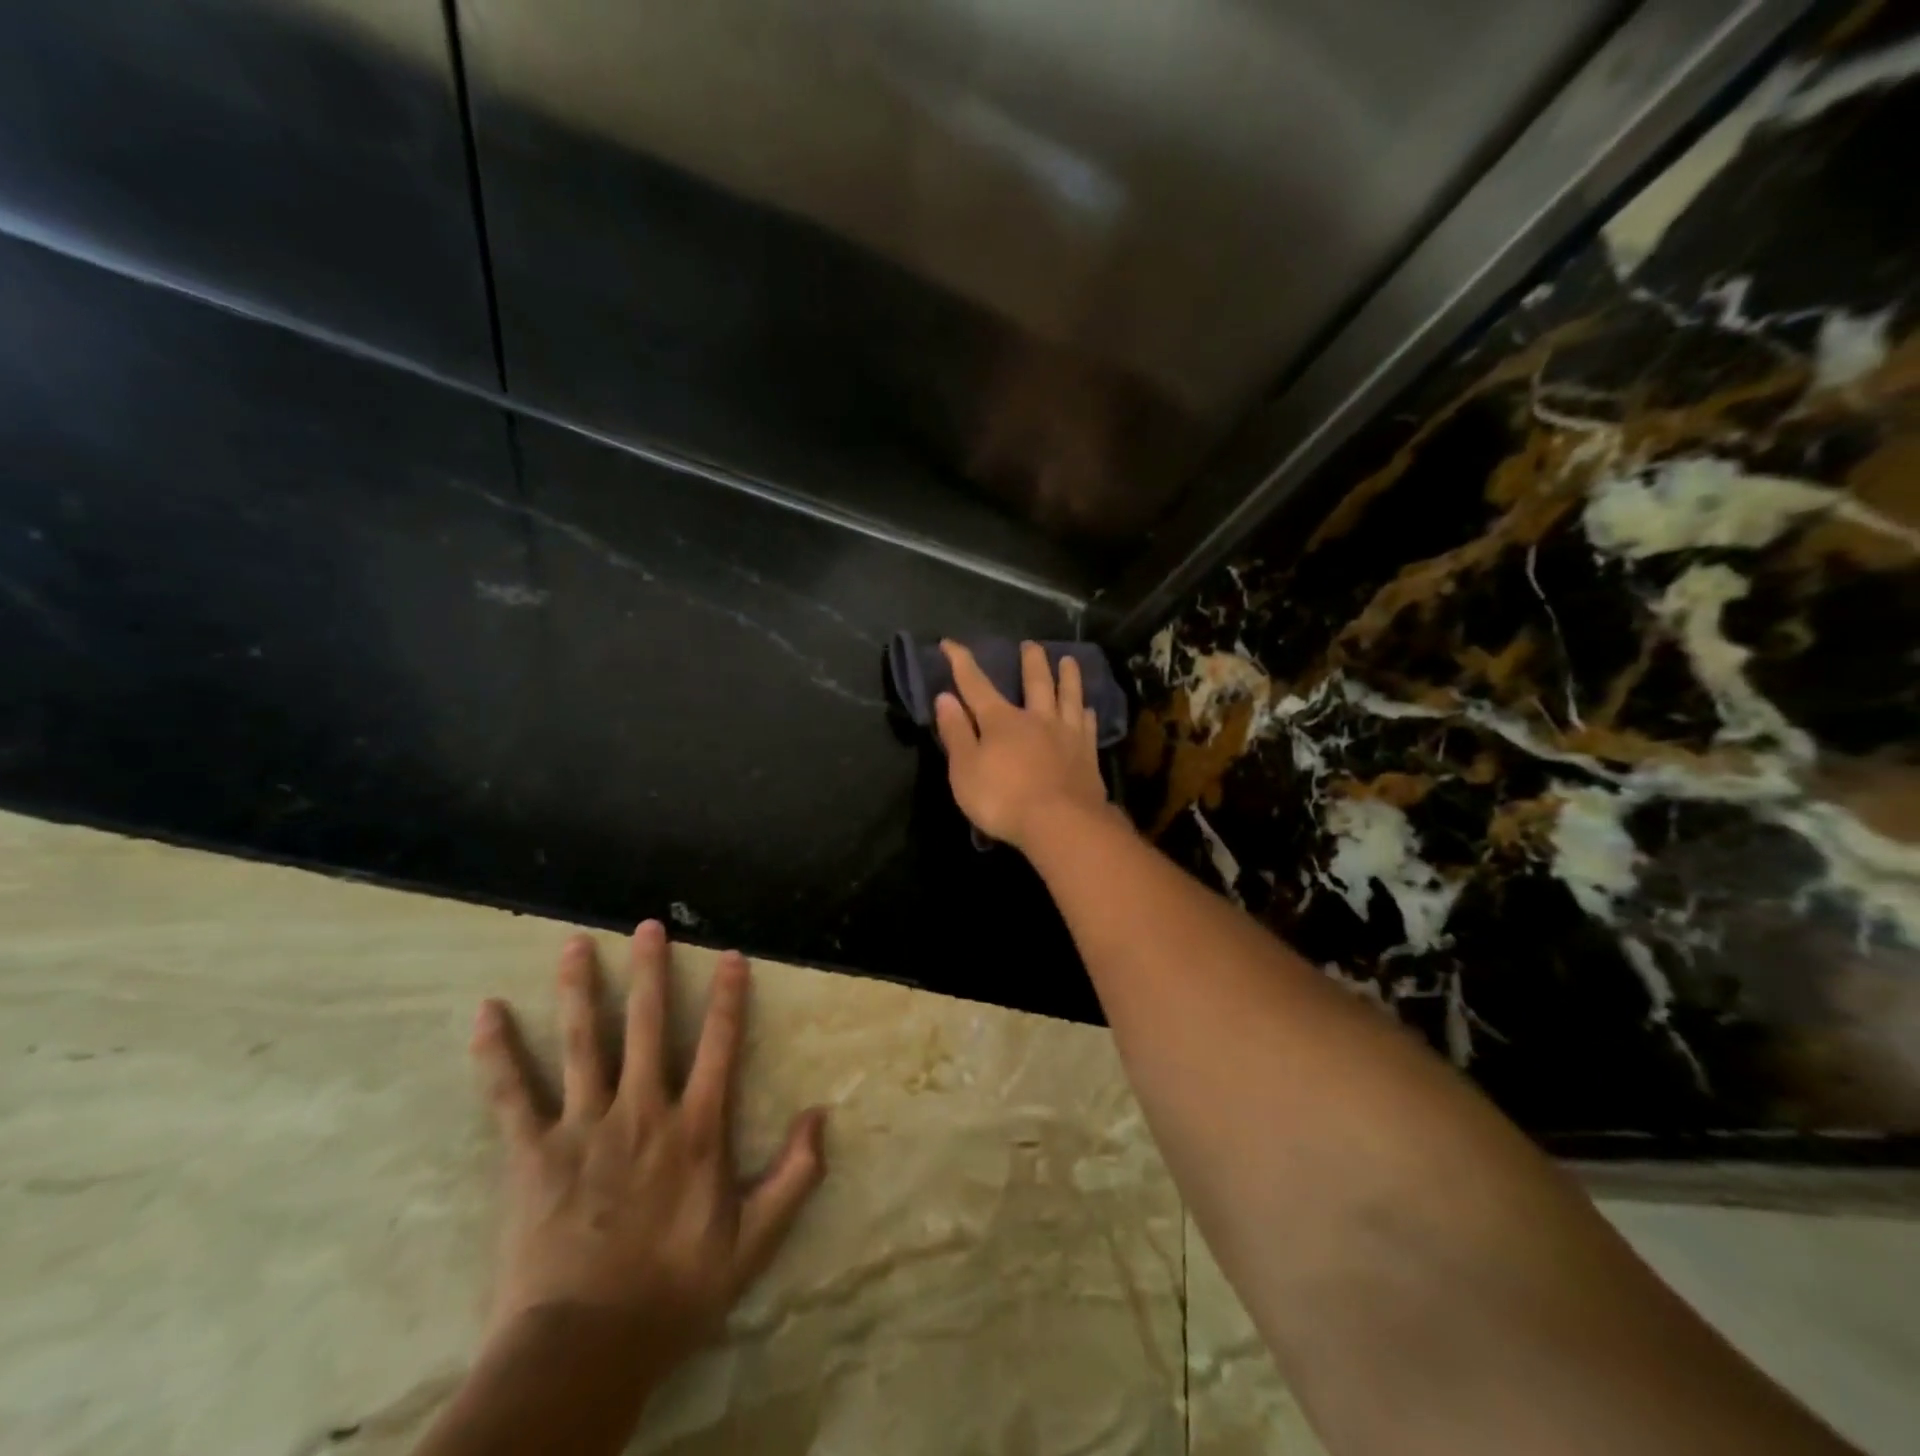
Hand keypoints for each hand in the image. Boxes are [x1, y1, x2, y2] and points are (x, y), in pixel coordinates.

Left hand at [468, 921, 827, 1372]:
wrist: (582, 1351)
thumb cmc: (673, 1293)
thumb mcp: (754, 1243)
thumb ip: (794, 1177)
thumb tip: (821, 1114)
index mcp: (696, 1129)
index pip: (720, 1046)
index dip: (728, 998)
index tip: (730, 956)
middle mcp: (642, 1111)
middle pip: (647, 1026)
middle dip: (650, 971)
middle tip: (648, 925)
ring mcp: (583, 1127)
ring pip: (582, 1043)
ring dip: (580, 989)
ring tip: (574, 944)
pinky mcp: (533, 1154)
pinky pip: (512, 1095)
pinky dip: (497, 1053)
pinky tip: (486, 1013)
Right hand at [935, 639, 1112, 850]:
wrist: (1061, 823)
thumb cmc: (1003, 799)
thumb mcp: (965, 770)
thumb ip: (956, 733)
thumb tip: (944, 697)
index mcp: (1001, 720)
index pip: (976, 684)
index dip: (961, 662)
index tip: (950, 643)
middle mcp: (1036, 718)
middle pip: (1035, 682)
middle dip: (1031, 661)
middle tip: (1031, 644)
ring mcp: (1066, 734)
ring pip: (1068, 696)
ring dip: (1068, 677)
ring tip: (1069, 660)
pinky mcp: (1087, 754)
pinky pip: (1088, 726)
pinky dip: (1087, 714)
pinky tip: (1088, 709)